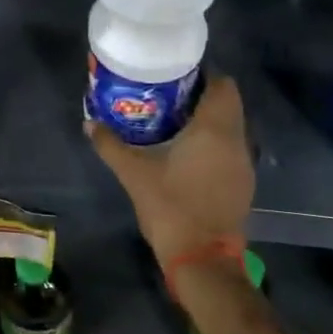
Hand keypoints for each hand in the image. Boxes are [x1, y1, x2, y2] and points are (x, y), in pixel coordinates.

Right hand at [87, 74, 253, 270]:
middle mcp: (235, 140)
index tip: (177, 76)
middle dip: (202, 96)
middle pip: (228, 103)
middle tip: (169, 96)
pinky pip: (231, 148)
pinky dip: (214, 142)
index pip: (223, 85)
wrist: (202, 258)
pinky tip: (188, 152)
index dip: (204, 75)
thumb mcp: (133, 172)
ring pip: (231, 126)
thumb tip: (89, 122)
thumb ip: (110, 144)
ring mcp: (243, 163)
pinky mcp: (243, 183)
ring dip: (209, 120)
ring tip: (175, 121)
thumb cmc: (170, 206)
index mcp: (214, 129)